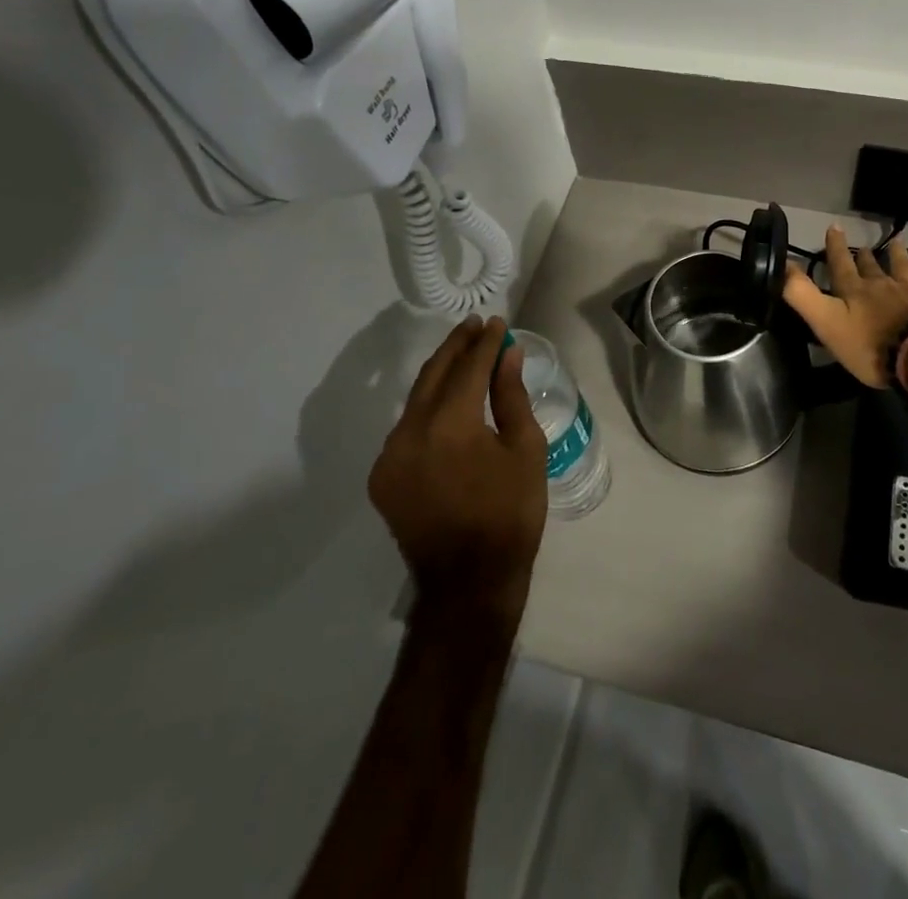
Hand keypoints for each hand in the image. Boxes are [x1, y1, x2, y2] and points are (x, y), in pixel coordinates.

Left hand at [368, 316, 547, 632]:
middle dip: (456, 347)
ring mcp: (390, 456)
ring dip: (440, 374)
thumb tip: (507, 354)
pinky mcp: (382, 477)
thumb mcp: (525, 450)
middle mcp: (410, 432)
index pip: (469, 368)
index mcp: (450, 425)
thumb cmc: (510, 514)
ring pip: (416, 400)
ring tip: (463, 355)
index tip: (496, 323)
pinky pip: (406, 428)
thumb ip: (511, 396)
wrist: (469, 584)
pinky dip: (427, 407)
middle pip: (434, 374)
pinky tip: (445, 401)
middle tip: (475, 326)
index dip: (485, 343)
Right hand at [783, 225, 907, 388]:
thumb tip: (782, 265)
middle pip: (871, 267)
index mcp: (854, 291)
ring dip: (898, 256)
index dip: (835, 247)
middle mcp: (882, 286)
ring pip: (903, 270)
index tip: (833, 227)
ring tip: (898, 242)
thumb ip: (802, 295)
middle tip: (862, 246)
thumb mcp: (826, 321)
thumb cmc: (869, 344)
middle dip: (864, 256)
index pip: (840, 264)